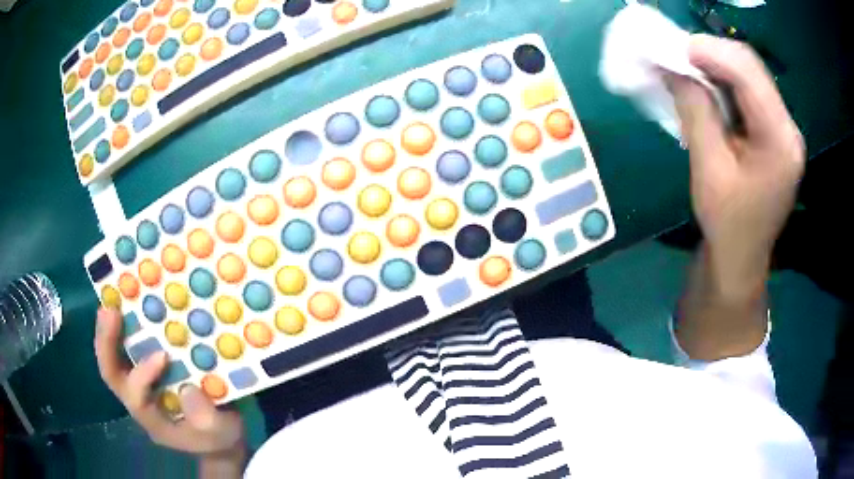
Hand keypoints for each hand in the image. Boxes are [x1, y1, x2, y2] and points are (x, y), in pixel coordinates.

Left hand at [94, 308, 245, 459]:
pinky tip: (128, 306)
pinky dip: (123, 327)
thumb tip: (188, 390)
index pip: (136, 397)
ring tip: (111, 303)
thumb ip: (207, 419)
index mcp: (152, 419)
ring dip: (109, 330)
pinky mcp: (144, 369)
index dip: (144, 375)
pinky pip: (126, 348)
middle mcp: (138, 399)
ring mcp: (138, 383)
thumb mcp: (221, 433)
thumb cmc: (219, 437)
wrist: (218, 437)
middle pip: (112, 374)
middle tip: (109, 312)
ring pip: (113, 358)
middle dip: (107, 344)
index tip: (164, 356)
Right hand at [670, 35, 804, 296]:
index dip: (709, 52)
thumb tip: (672, 67)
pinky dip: (723, 80)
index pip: (747, 74)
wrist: (742, 257)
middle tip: (675, 55)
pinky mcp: (775, 130)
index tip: (672, 49)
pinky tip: (705, 87)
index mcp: (780, 141)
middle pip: (750, 66)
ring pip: (749, 73)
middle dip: (710, 53)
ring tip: (685, 68)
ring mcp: (784, 128)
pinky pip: (749, 89)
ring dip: (715, 64)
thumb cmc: (727, 223)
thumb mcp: (709, 169)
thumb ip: (696, 112)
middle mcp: (788, 128)